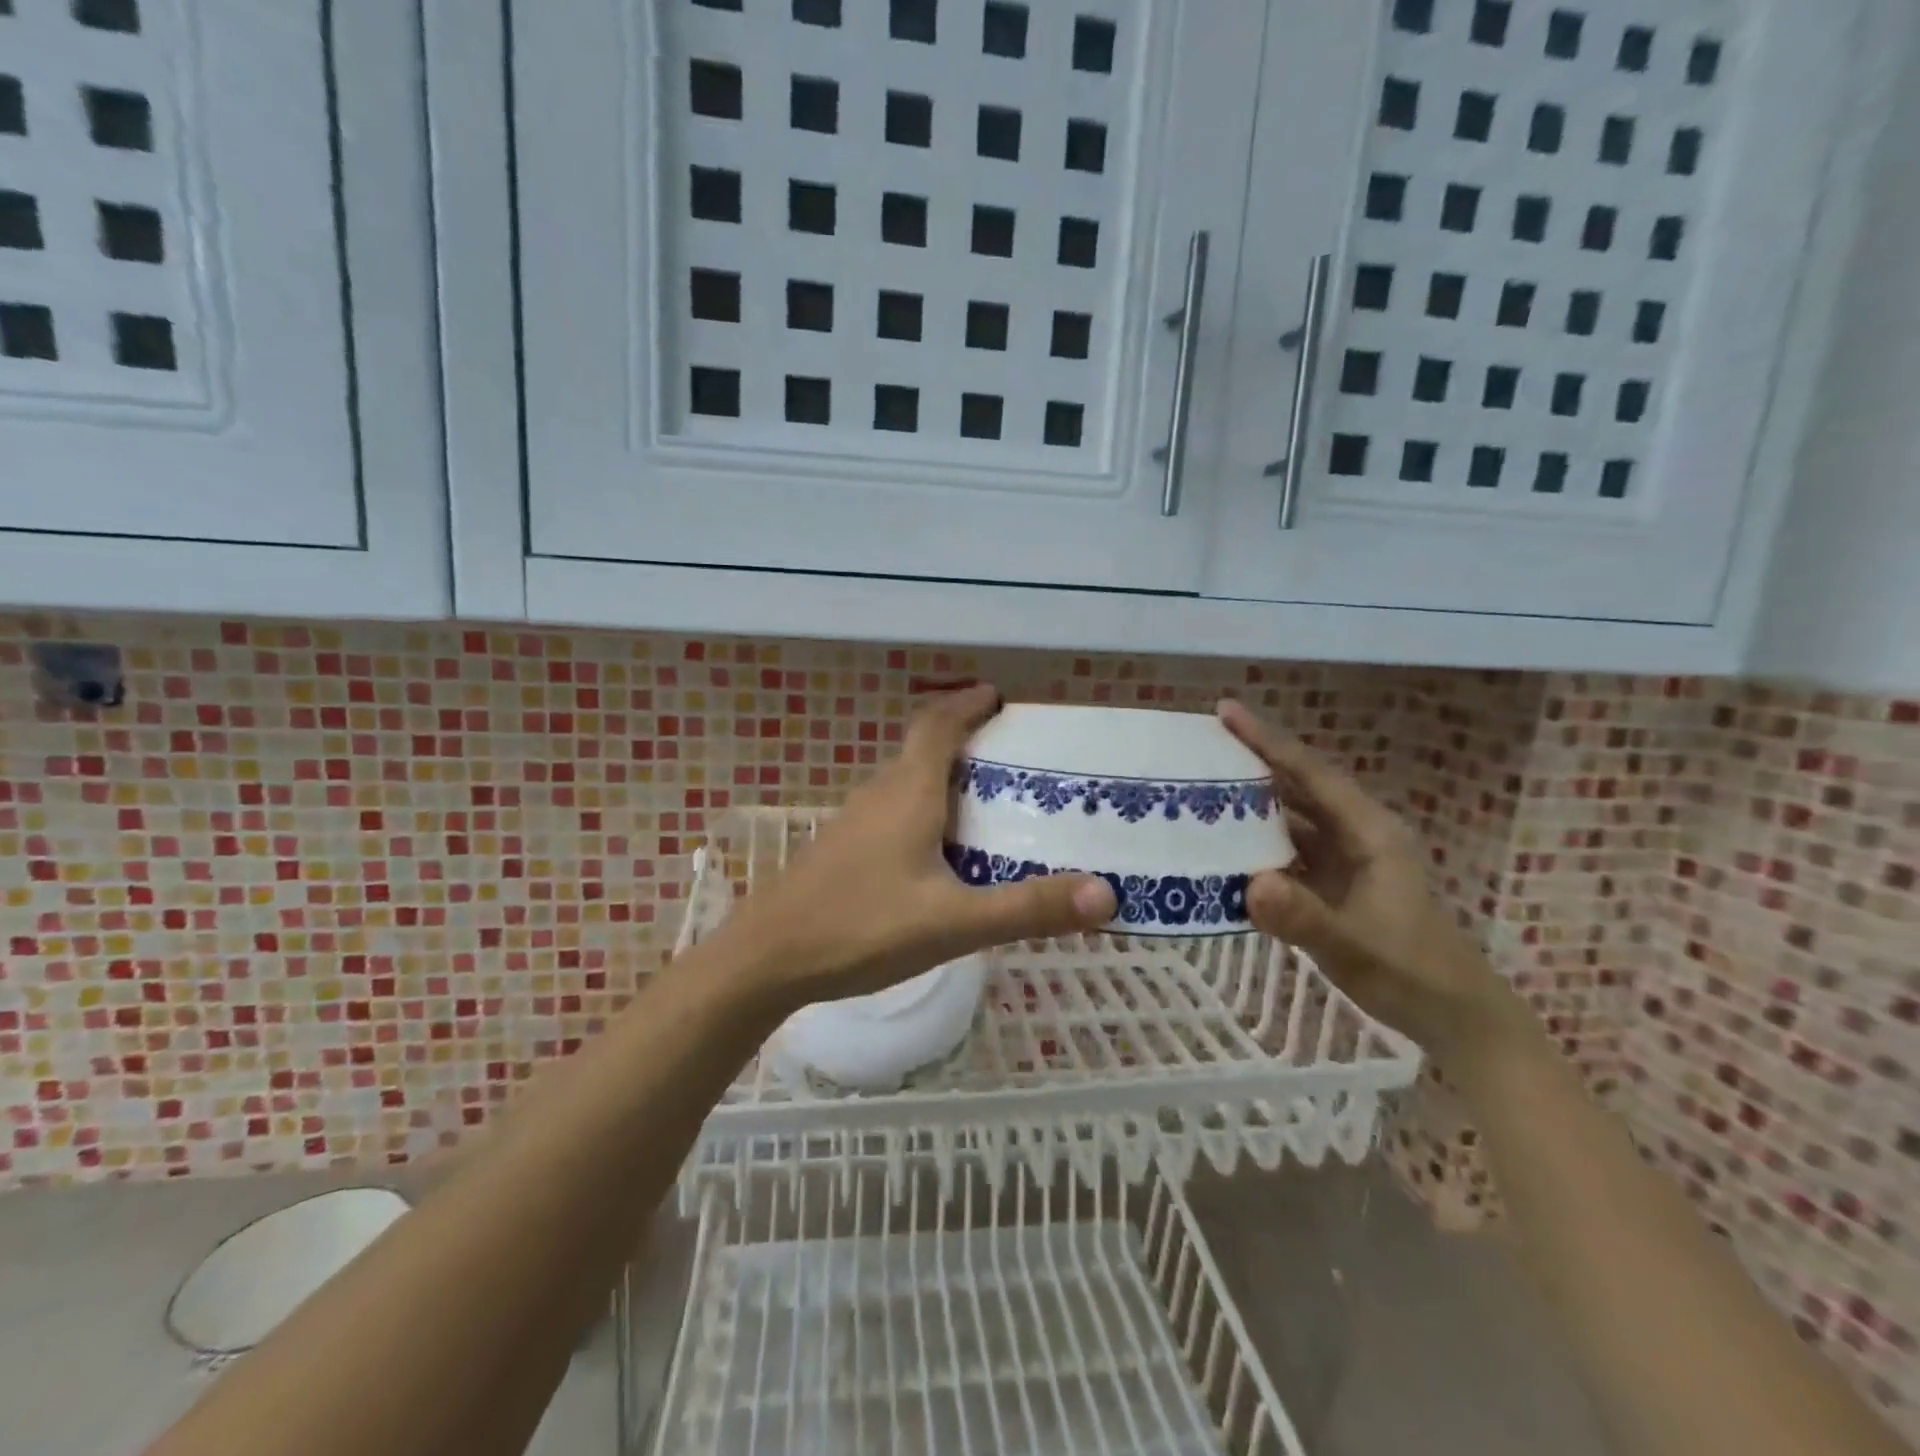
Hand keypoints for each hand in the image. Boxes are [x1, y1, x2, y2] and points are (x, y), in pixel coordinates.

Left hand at [721, 685, 1115, 1012]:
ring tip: (982, 800)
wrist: (766, 960)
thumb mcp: (953, 922)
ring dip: (941, 777)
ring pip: (904, 783)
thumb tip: (1106, 893)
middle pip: (922, 749)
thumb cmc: (860, 927)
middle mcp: (878, 795)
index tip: (996, 696)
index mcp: (907, 793)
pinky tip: (936, 853)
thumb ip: (1027, 908)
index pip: (938, 726)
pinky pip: (891, 812)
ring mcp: (854, 823)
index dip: (967, 704)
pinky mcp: (842, 851)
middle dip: (963, 740)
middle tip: (1008, 755)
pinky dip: (922, 810)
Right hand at [1218, 699, 1522, 1057]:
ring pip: (1290, 819)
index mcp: (1369, 832)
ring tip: (1200, 790)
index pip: (1311, 774)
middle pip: (1298, 787)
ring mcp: (1344, 860)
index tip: (1225, 712)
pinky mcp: (1333, 884)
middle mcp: (1355, 835)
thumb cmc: (1411, 973)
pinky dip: (1255, 845)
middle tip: (1199, 748)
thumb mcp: (1356, 946)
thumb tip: (1250, 884)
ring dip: (1250, 804)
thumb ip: (1304, 918)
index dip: (1268, 741)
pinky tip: (1222, 849)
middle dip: (1253, 763)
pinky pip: (1287, 852)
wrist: (1453, 1016)